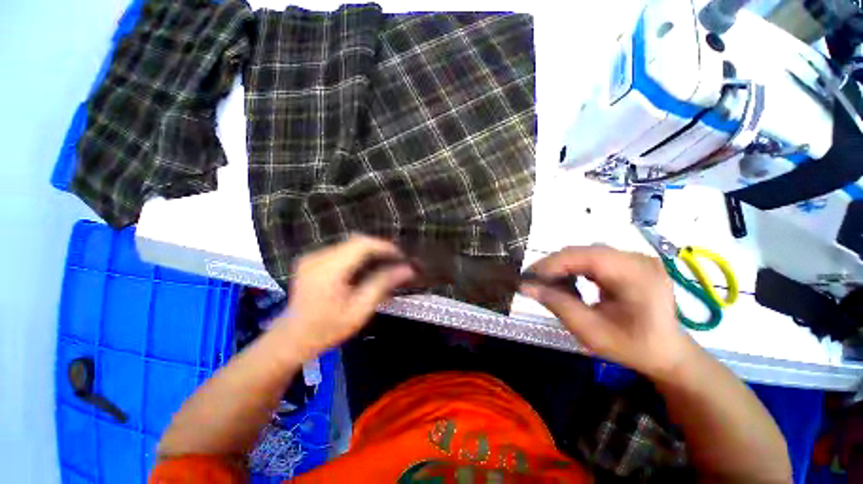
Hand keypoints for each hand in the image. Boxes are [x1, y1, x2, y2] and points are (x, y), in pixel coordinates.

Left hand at [271, 235, 414, 360]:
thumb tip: (407, 269)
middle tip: (395, 262)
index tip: (401, 256)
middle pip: (356, 242)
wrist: (292, 339)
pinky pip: (341, 251)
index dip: (384, 246)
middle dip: (379, 249)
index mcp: (328, 269)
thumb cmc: (327, 329)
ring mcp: (312, 257)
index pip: (362, 244)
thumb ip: (382, 285)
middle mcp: (318, 257)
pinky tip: (364, 269)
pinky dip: (357, 256)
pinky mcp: (311, 260)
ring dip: (369, 252)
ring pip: (349, 245)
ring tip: (383, 266)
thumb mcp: (359, 310)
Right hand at [520, 245, 695, 379]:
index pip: (585, 257)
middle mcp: (638, 259)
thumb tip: (525, 286)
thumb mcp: (591, 332)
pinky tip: (569, 281)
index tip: (528, 278)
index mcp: (636, 276)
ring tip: (548, 282)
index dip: (552, 264)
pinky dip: (575, 267)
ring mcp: (635, 258)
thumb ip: (557, 305)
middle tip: (534, 281)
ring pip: (586, 252)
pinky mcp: (630, 262)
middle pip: (584, 251)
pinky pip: (594, 257)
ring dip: (563, 265)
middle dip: (554, 265)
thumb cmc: (632, 347)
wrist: (668, 353)